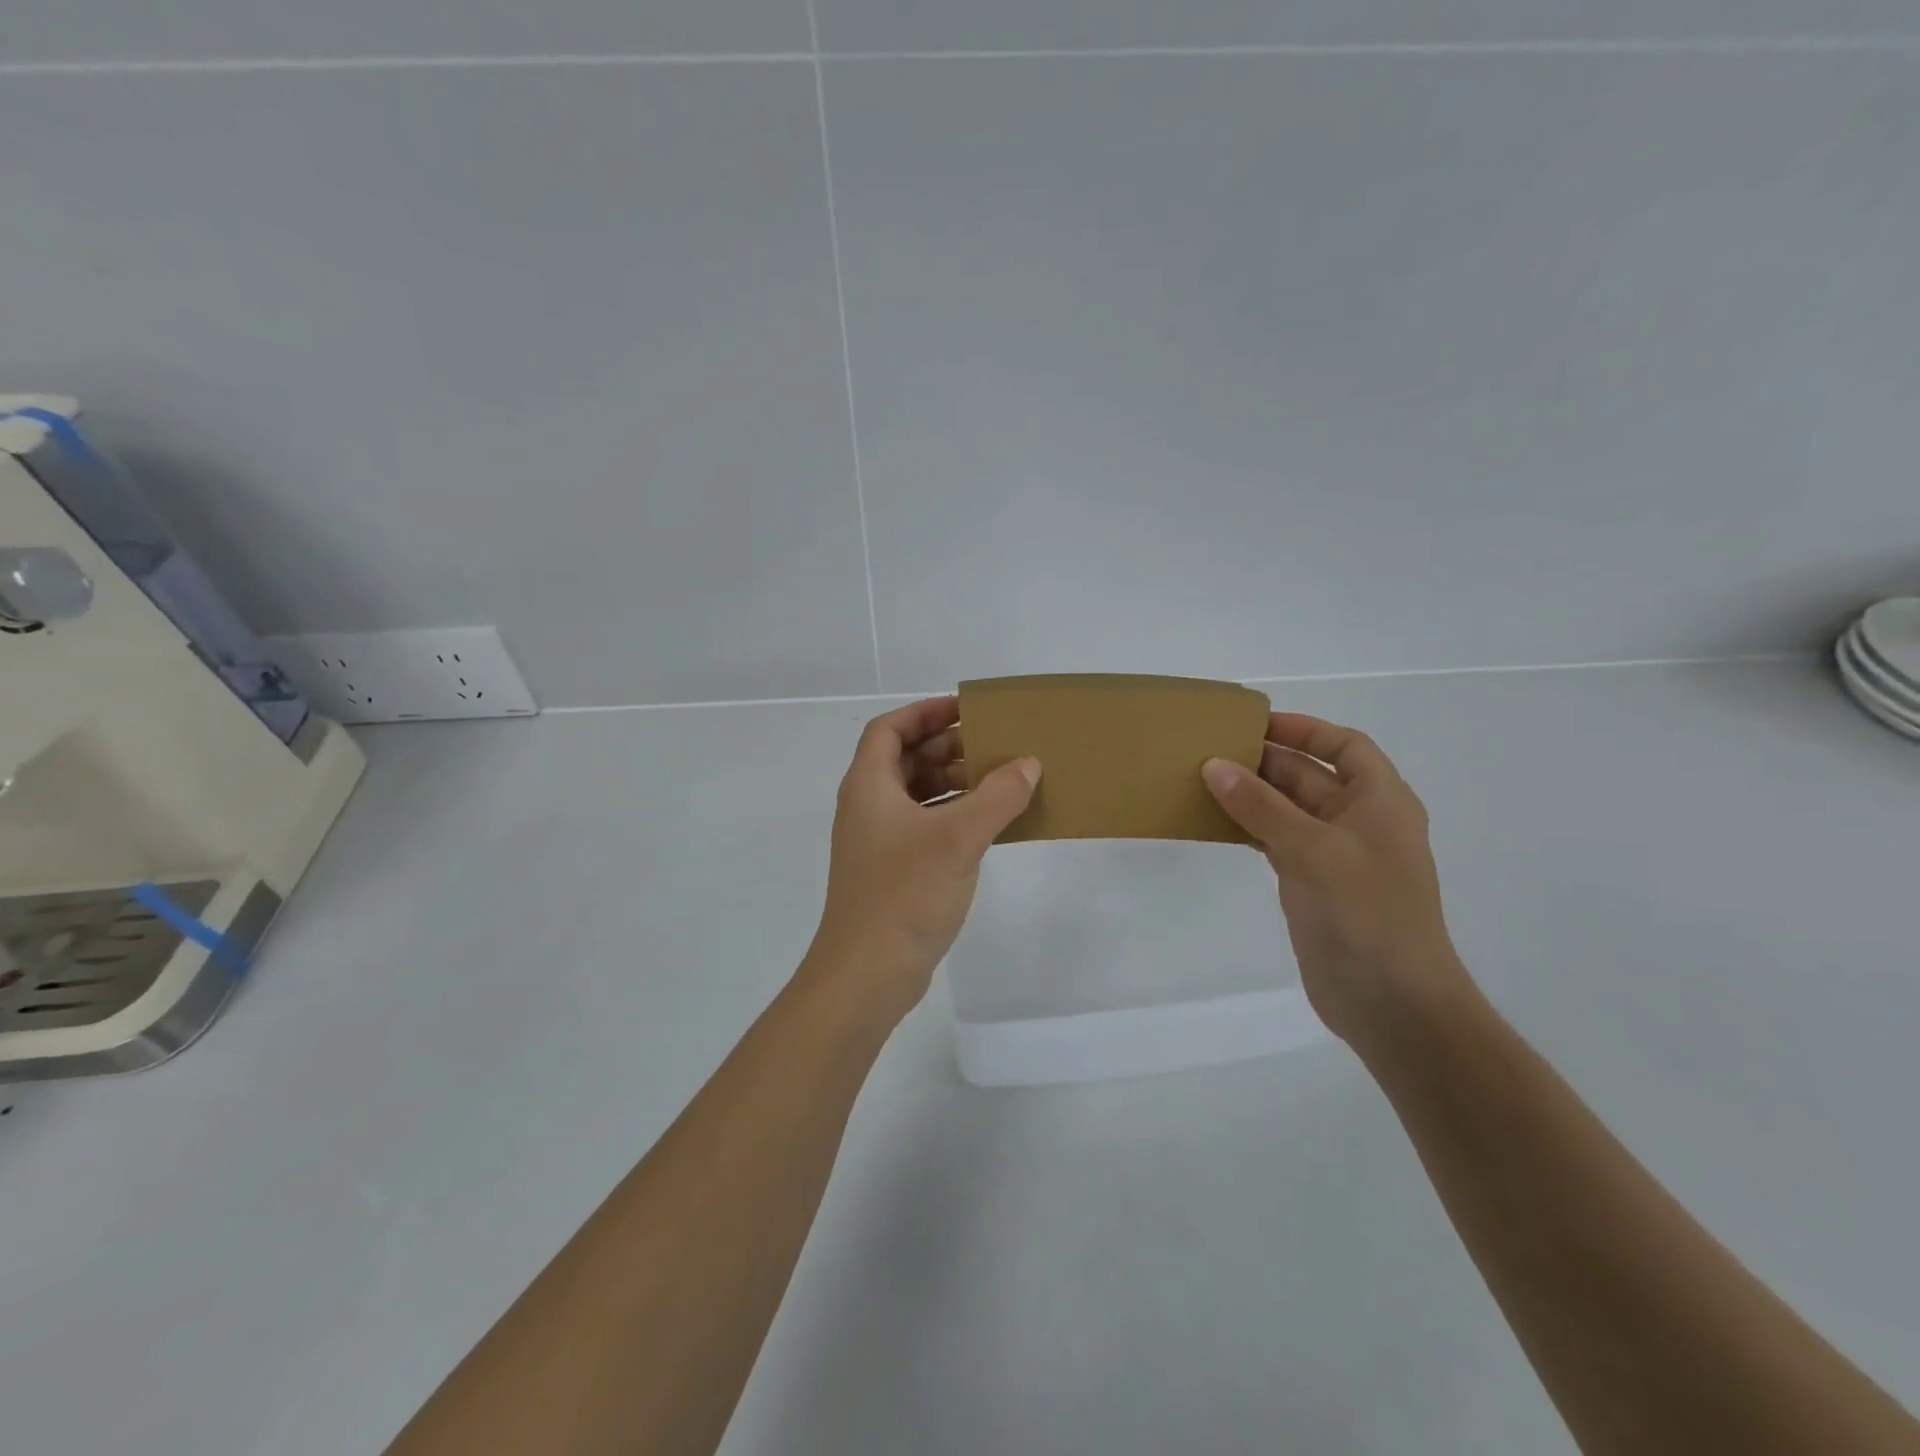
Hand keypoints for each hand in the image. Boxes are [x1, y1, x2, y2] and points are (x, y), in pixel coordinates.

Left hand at [804, 697, 1040, 1023]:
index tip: (967, 709)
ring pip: (917, 795)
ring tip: (1001, 781)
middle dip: (948, 748)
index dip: (925, 712)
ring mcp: (879, 842)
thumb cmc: (905, 893)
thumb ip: (997, 796)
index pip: (889, 729)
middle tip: (994, 745)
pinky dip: (955, 817)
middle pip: (905, 760)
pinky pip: (926, 827)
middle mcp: (868, 807)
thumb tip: (1028, 764)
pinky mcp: (893, 872)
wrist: (867, 974)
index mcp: (868, 786)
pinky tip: (992, 825)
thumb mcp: (958, 838)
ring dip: (954, 783)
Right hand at [1202, 713, 1473, 1046]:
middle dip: (1265, 761)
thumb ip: (1262, 807)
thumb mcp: (1314, 850)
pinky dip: (1248, 827)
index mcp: (1380, 802)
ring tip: (1202, 780)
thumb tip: (1214, 766)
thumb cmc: (1367, 915)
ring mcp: (1333, 855)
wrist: (1391, 1003)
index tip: (1255, 723)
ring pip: (1287, 809)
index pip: (1345, 746)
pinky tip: (1214, 822)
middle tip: (1210, 750)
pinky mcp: (1310, 883)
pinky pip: (1275, 840)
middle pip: (1309, 775)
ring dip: (1251, 794)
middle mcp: (1359, 821)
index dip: (1305, 729)